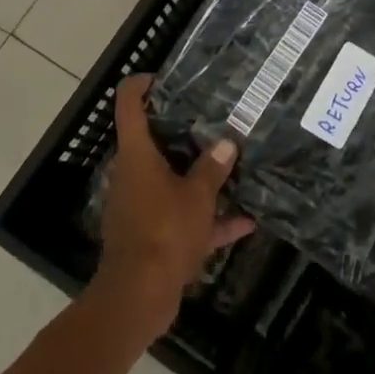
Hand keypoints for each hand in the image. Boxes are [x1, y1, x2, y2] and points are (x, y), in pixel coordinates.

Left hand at [91, 74, 255, 339]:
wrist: (139, 297)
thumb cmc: (164, 232)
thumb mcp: (197, 196)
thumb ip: (213, 168)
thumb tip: (227, 142)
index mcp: (137, 155)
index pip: (129, 105)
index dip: (142, 84)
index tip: (163, 76)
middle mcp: (134, 175)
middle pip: (152, 141)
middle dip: (181, 130)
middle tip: (212, 116)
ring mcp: (141, 206)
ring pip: (170, 180)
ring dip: (198, 175)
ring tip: (232, 162)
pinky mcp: (152, 235)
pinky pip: (181, 217)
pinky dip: (208, 219)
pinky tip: (245, 222)